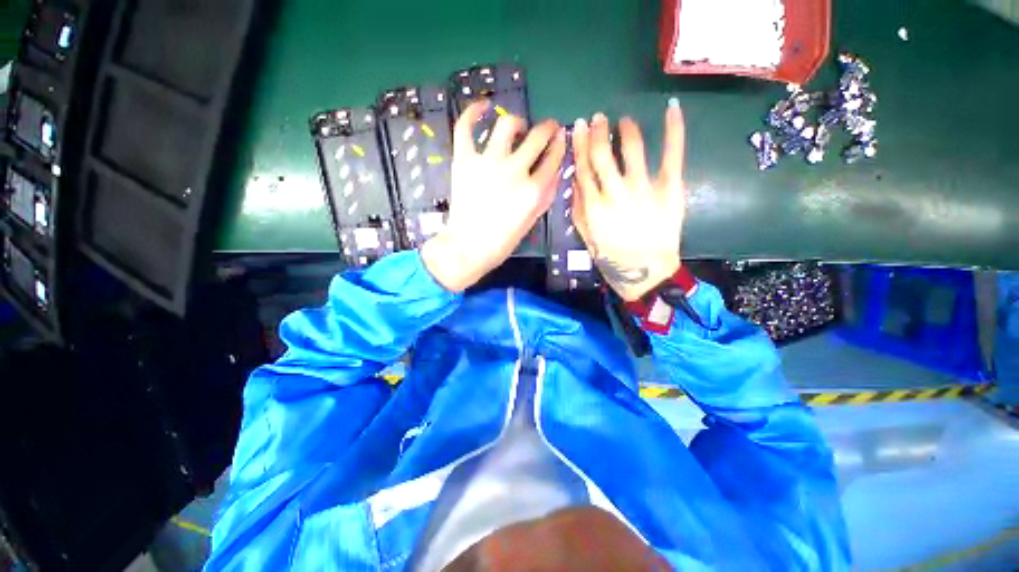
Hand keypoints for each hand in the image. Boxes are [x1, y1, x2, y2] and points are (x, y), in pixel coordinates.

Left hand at [422, 100, 566, 291]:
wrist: (468, 246)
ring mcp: (488, 162)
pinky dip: (473, 112)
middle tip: (547, 128)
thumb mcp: (532, 221)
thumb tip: (554, 171)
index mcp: (533, 189)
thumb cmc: (502, 240)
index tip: (560, 138)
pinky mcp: (464, 160)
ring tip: (518, 128)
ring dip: (518, 123)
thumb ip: (545, 195)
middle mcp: (514, 170)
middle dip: (548, 128)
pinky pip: (466, 127)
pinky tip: (483, 107)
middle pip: (538, 137)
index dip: (560, 144)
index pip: (554, 157)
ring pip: (507, 124)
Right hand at [571, 99, 685, 300]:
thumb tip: (576, 177)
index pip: (583, 167)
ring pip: (633, 148)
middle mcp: (616, 193)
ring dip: (626, 129)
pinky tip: (672, 108)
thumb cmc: (611, 257)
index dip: (580, 144)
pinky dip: (674, 129)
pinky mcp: (670, 189)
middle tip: (599, 118)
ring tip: (624, 121)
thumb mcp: (586, 235)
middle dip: (599, 131)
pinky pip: (672, 153)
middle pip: (603, 154)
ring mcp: (644, 189)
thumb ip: (578, 207)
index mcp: (594, 206)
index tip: (580, 126)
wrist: (645, 272)